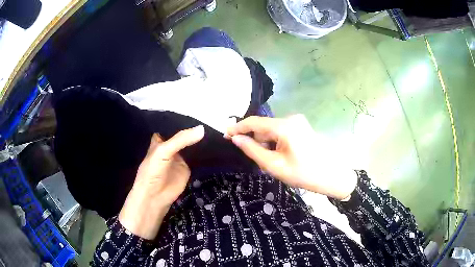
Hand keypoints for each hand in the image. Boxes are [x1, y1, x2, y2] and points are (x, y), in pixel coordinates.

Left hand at [119, 126, 204, 239]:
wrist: (155, 196)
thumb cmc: (152, 170)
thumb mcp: (164, 151)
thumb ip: (181, 140)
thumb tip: (202, 129)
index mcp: (160, 140)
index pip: (171, 126)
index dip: (181, 118)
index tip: (196, 109)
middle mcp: (170, 146)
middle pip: (183, 135)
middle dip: (193, 128)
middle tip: (210, 116)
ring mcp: (180, 156)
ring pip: (191, 145)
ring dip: (199, 139)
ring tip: (215, 125)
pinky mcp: (188, 166)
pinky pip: (197, 156)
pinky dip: (204, 151)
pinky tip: (214, 142)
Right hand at [227, 115, 356, 199]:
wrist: (333, 176)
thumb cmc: (304, 173)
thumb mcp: (275, 165)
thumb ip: (253, 150)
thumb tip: (235, 138)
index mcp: (284, 126)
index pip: (254, 122)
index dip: (238, 128)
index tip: (225, 135)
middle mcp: (291, 119)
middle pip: (263, 127)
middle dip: (257, 142)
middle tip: (262, 162)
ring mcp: (298, 122)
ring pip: (272, 131)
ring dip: (267, 144)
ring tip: (276, 162)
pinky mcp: (302, 127)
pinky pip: (281, 132)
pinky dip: (276, 143)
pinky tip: (283, 156)